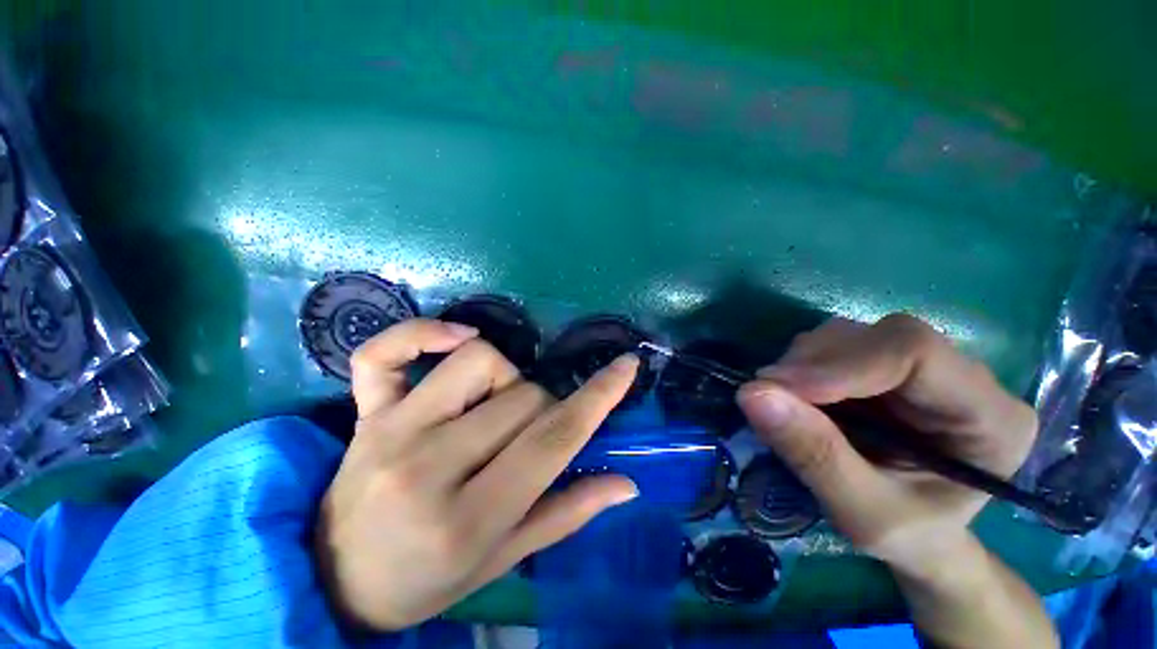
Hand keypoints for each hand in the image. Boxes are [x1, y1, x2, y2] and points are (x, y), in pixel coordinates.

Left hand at [315, 319, 639, 630]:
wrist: (336, 582)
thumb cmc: (426, 581)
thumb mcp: (502, 559)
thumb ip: (567, 514)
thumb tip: (626, 483)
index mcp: (467, 520)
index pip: (552, 440)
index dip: (598, 398)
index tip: (627, 367)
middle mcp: (426, 467)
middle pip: (521, 397)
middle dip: (544, 408)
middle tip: (530, 435)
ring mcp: (389, 431)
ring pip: (476, 360)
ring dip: (505, 377)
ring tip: (494, 405)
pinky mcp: (363, 412)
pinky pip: (385, 351)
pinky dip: (422, 332)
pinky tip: (456, 337)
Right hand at [736, 314, 1037, 574]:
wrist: (921, 536)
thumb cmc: (907, 536)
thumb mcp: (861, 514)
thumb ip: (814, 456)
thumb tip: (751, 394)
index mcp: (991, 418)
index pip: (916, 353)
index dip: (840, 363)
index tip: (776, 386)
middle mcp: (965, 378)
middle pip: (880, 337)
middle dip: (813, 363)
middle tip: (766, 396)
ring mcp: (925, 367)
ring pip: (853, 335)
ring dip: (803, 363)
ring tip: (782, 402)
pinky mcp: (887, 365)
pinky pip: (836, 346)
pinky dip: (803, 366)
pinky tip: (798, 397)